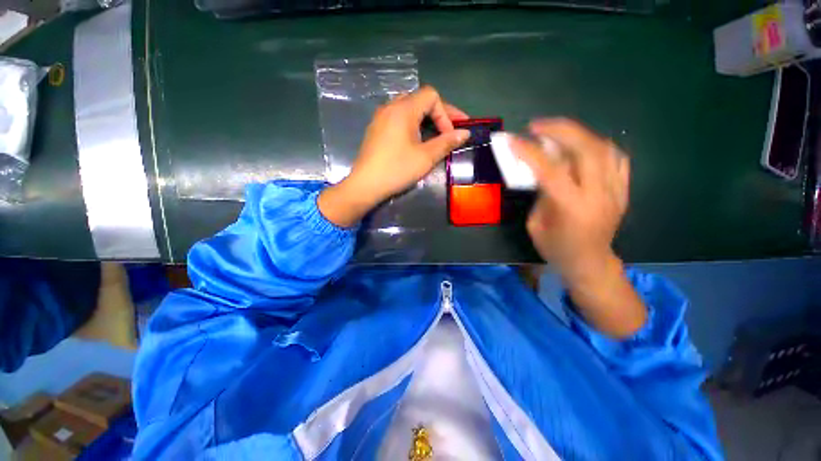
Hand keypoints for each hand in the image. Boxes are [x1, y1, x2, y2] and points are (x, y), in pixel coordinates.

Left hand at [318, 86, 469, 227]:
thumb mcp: (426, 157)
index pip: (432, 96)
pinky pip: (398, 118)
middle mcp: (390, 107)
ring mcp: (380, 117)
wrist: (366, 185)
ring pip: (409, 108)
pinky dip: (412, 124)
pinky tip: (415, 140)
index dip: (446, 113)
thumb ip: (446, 142)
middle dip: (438, 113)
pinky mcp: (376, 129)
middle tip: (450, 130)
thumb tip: (465, 133)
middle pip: (420, 99)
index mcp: (403, 109)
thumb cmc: (397, 169)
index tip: (450, 135)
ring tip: (435, 134)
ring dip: (425, 119)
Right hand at [510, 119, 628, 281]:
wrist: (590, 263)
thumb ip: (541, 194)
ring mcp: (616, 190)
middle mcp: (598, 194)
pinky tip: (582, 147)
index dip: (529, 151)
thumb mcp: (536, 224)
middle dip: (560, 130)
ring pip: (603, 147)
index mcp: (571, 207)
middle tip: (537, 126)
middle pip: (586, 148)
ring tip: (557, 133)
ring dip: (577, 134)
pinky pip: (616, 157)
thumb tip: (542, 171)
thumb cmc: (556, 248)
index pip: (550, 169)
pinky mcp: (623, 190)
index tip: (513, 140)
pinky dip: (597, 146)